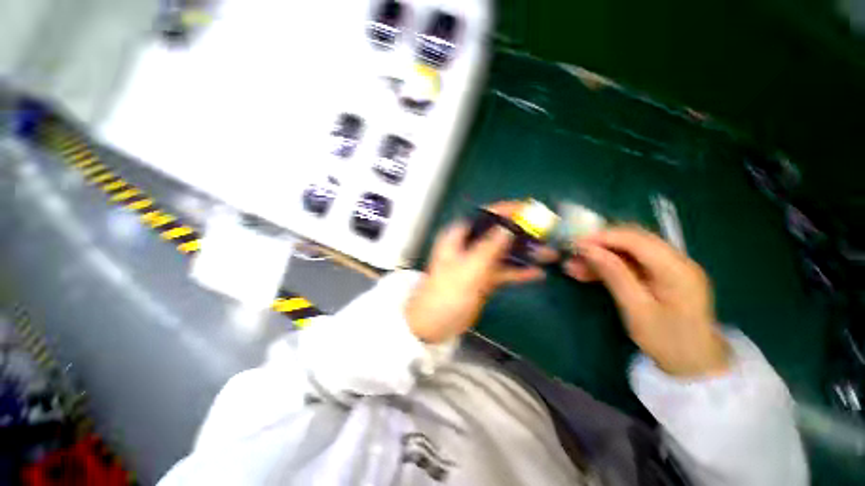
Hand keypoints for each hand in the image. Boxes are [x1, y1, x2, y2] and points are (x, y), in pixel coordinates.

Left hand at [406, 203, 544, 343]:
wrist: (434, 324)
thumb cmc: (446, 293)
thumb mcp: (468, 268)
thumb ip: (489, 247)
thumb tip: (507, 228)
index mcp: (459, 237)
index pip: (484, 216)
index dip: (506, 211)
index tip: (529, 210)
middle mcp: (469, 246)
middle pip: (497, 233)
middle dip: (520, 233)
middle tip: (545, 233)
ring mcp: (477, 263)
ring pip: (503, 252)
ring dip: (523, 253)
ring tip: (548, 253)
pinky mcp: (483, 279)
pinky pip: (503, 271)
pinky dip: (518, 272)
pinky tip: (537, 273)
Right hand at [567, 226, 729, 377]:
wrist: (695, 364)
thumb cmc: (667, 341)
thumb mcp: (636, 309)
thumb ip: (614, 274)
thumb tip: (588, 249)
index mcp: (676, 269)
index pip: (635, 239)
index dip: (603, 237)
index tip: (575, 242)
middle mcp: (676, 260)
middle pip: (633, 239)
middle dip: (600, 243)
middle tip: (573, 252)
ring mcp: (670, 267)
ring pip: (629, 251)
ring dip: (601, 255)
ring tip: (573, 265)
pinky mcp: (662, 276)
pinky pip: (631, 264)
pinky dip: (609, 266)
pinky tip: (587, 273)